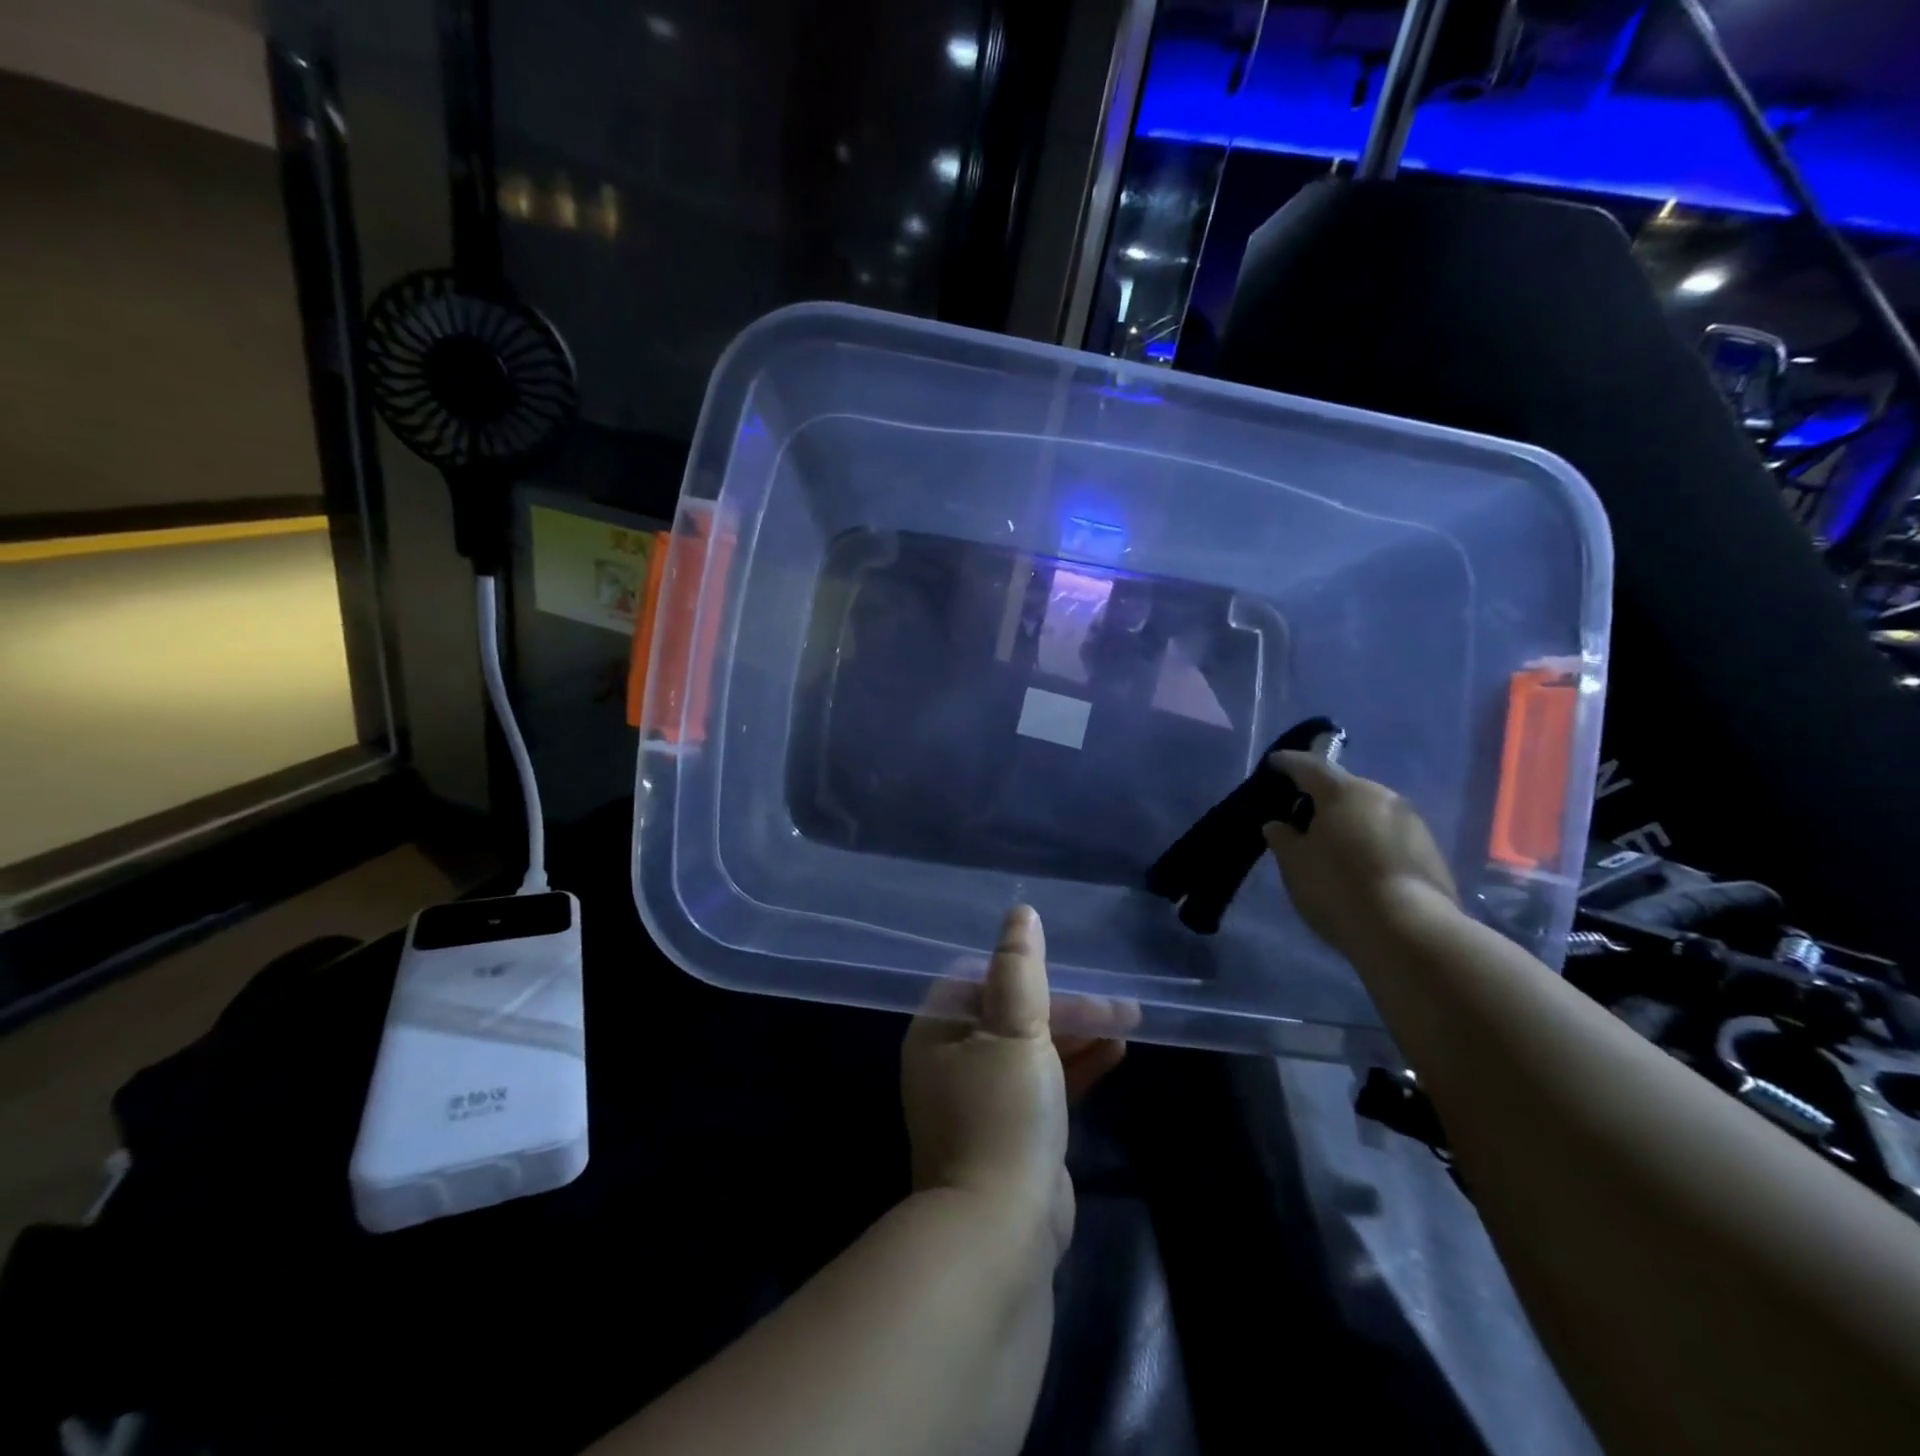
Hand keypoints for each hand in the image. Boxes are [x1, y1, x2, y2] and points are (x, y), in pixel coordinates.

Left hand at [900, 907, 1130, 1252]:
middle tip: (1114, 1000)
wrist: (1001, 1230)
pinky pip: (1046, 1083)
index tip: (1063, 963)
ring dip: (1077, 1032)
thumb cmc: (1002, 1113)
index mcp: (937, 1032)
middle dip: (1064, 1004)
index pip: (976, 978)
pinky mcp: (1015, 1131)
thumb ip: (1019, 967)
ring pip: (1034, 1048)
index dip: (1022, 968)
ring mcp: (983, 1100)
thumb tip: (1021, 912)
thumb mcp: (1014, 1029)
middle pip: (1011, 1013)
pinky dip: (1078, 1066)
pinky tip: (1117, 1052)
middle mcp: (953, 1061)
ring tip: (1127, 1017)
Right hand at [1262, 751, 1457, 956]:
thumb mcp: (1294, 863)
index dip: (1288, 764)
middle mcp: (1382, 796)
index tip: (1274, 764)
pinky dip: (1370, 840)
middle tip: (1301, 811)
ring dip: (1349, 820)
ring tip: (1331, 841)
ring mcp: (1412, 822)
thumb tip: (1279, 825)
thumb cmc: (1339, 888)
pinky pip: (1389, 835)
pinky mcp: (1430, 851)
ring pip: (1370, 811)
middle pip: (1345, 788)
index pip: (1309, 767)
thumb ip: (1283, 838)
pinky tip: (1360, 863)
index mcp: (1344, 791)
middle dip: (1322, 796)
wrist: (1411, 932)